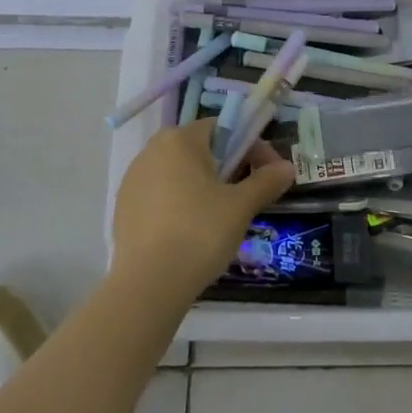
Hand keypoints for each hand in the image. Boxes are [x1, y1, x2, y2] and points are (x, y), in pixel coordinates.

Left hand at [110, 120, 295, 302]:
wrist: (148, 284)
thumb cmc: (200, 232)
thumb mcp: (241, 206)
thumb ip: (266, 181)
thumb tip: (288, 167)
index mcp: (180, 140)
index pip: (223, 128)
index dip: (251, 147)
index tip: (267, 173)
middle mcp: (151, 150)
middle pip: (200, 149)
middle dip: (228, 167)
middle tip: (247, 195)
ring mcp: (133, 179)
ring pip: (179, 172)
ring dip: (204, 185)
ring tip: (222, 216)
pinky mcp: (123, 207)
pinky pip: (160, 194)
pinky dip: (180, 203)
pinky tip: (192, 231)